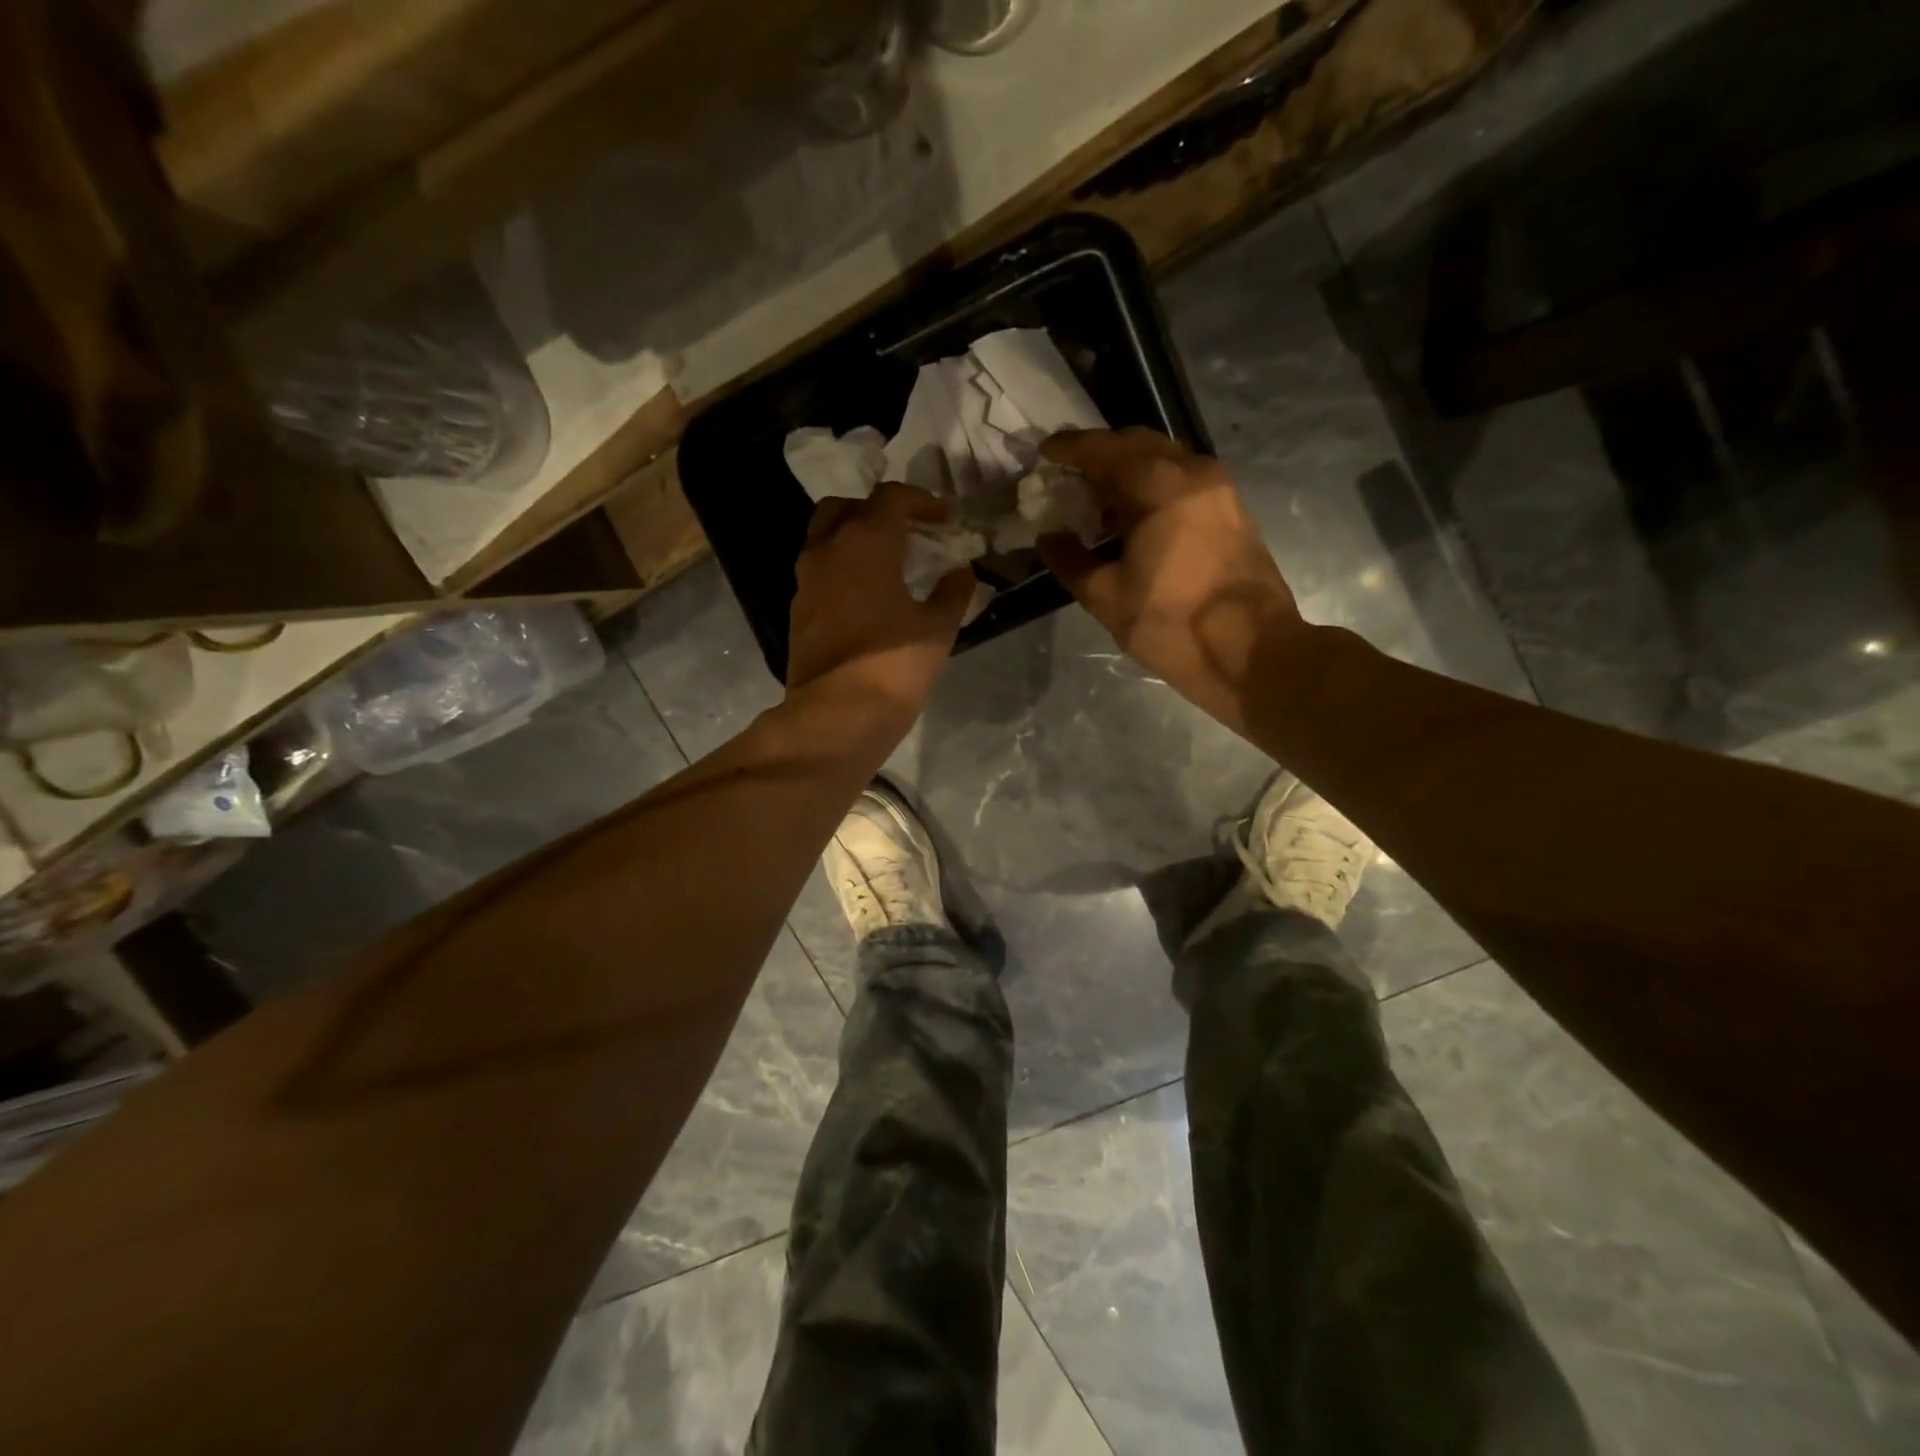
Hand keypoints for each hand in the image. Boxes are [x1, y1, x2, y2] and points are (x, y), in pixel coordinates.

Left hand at [787, 481, 973, 723]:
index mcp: (865, 541)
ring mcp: (806, 579)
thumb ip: (952, 592)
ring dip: (854, 537)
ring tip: (887, 562)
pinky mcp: (798, 608)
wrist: (838, 715)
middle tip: (906, 532)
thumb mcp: (937, 628)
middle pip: (846, 507)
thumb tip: (962, 572)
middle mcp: (827, 549)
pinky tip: (866, 593)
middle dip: (877, 511)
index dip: (922, 501)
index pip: (891, 497)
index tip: (945, 520)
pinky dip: (841, 567)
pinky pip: (818, 569)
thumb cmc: (894, 665)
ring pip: (825, 536)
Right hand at [1037, 429, 1306, 733]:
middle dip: (1100, 452)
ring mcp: (1218, 488)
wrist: (1252, 652)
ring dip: (1128, 467)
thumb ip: (1070, 561)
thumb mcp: (1107, 598)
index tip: (1044, 452)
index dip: (1069, 447)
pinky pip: (1183, 478)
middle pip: (1137, 442)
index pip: (1103, 449)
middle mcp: (1191, 472)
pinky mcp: (1232, 509)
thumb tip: (1048, 537)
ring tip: (1099, 499)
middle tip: (1070, 473)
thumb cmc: (1173, 624)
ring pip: (1164, 457)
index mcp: (1156, 486)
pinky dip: (1153, 483)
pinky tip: (1135, 517)